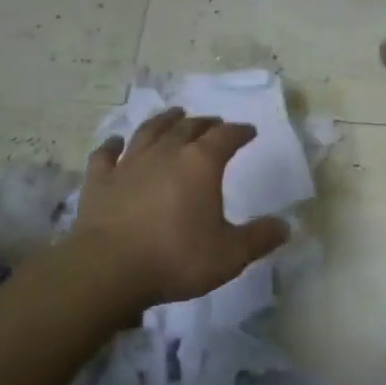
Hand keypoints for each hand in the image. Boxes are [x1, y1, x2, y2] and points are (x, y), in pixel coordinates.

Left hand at [71, 108, 290, 308]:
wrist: (109, 269)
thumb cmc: (176, 258)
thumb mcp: (230, 255)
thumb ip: (259, 238)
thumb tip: (285, 227)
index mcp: (200, 164)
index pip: (226, 137)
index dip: (239, 132)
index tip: (249, 131)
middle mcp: (165, 153)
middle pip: (188, 128)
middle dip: (205, 123)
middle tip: (214, 123)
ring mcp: (129, 164)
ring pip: (149, 132)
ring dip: (164, 121)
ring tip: (174, 115)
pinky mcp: (99, 181)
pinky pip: (105, 154)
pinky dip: (112, 145)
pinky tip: (115, 142)